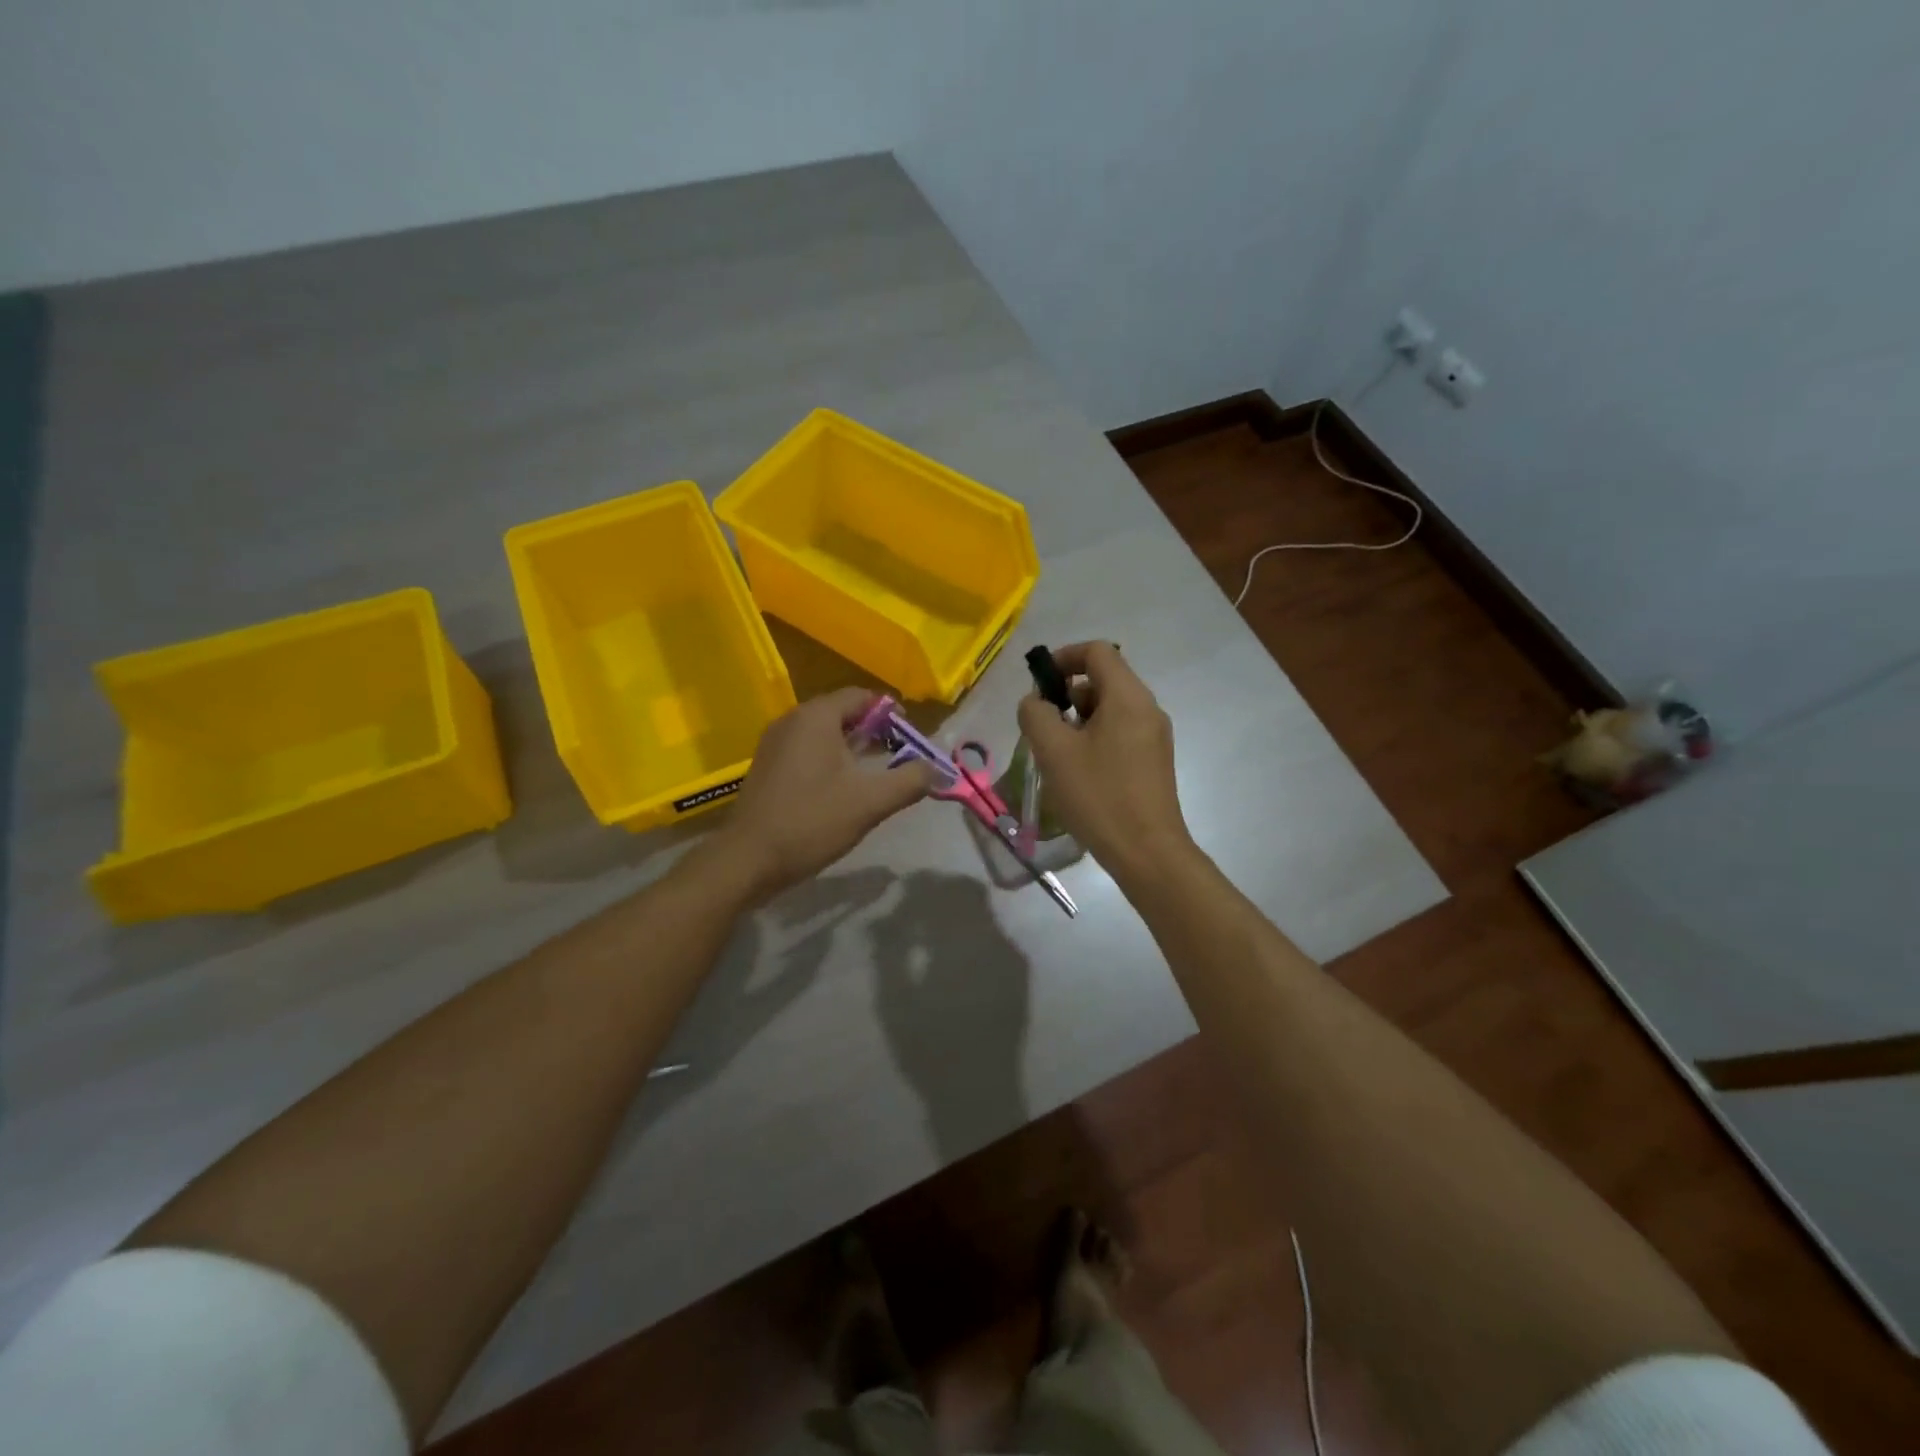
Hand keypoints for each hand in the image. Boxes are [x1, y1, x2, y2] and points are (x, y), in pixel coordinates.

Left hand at [717, 688, 938, 902]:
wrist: (748, 860)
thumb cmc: (812, 822)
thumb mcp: (871, 802)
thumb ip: (910, 781)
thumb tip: (939, 769)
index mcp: (816, 717)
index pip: (863, 697)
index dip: (892, 714)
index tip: (912, 739)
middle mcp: (792, 720)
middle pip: (843, 712)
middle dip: (875, 732)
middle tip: (900, 758)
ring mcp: (775, 743)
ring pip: (825, 733)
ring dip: (853, 748)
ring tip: (876, 775)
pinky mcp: (767, 766)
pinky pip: (807, 750)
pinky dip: (831, 760)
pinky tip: (843, 789)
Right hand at [1016, 642, 1194, 877]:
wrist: (1147, 852)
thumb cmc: (1098, 795)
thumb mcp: (1054, 751)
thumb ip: (1036, 714)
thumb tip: (1037, 702)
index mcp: (1128, 697)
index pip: (1097, 652)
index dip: (1063, 658)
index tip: (1039, 686)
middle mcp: (1147, 708)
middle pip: (1103, 680)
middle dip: (1067, 696)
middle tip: (1043, 729)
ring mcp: (1155, 736)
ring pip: (1110, 709)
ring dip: (1078, 721)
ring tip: (1058, 756)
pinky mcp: (1154, 761)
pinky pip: (1120, 733)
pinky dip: (1095, 739)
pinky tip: (1079, 773)